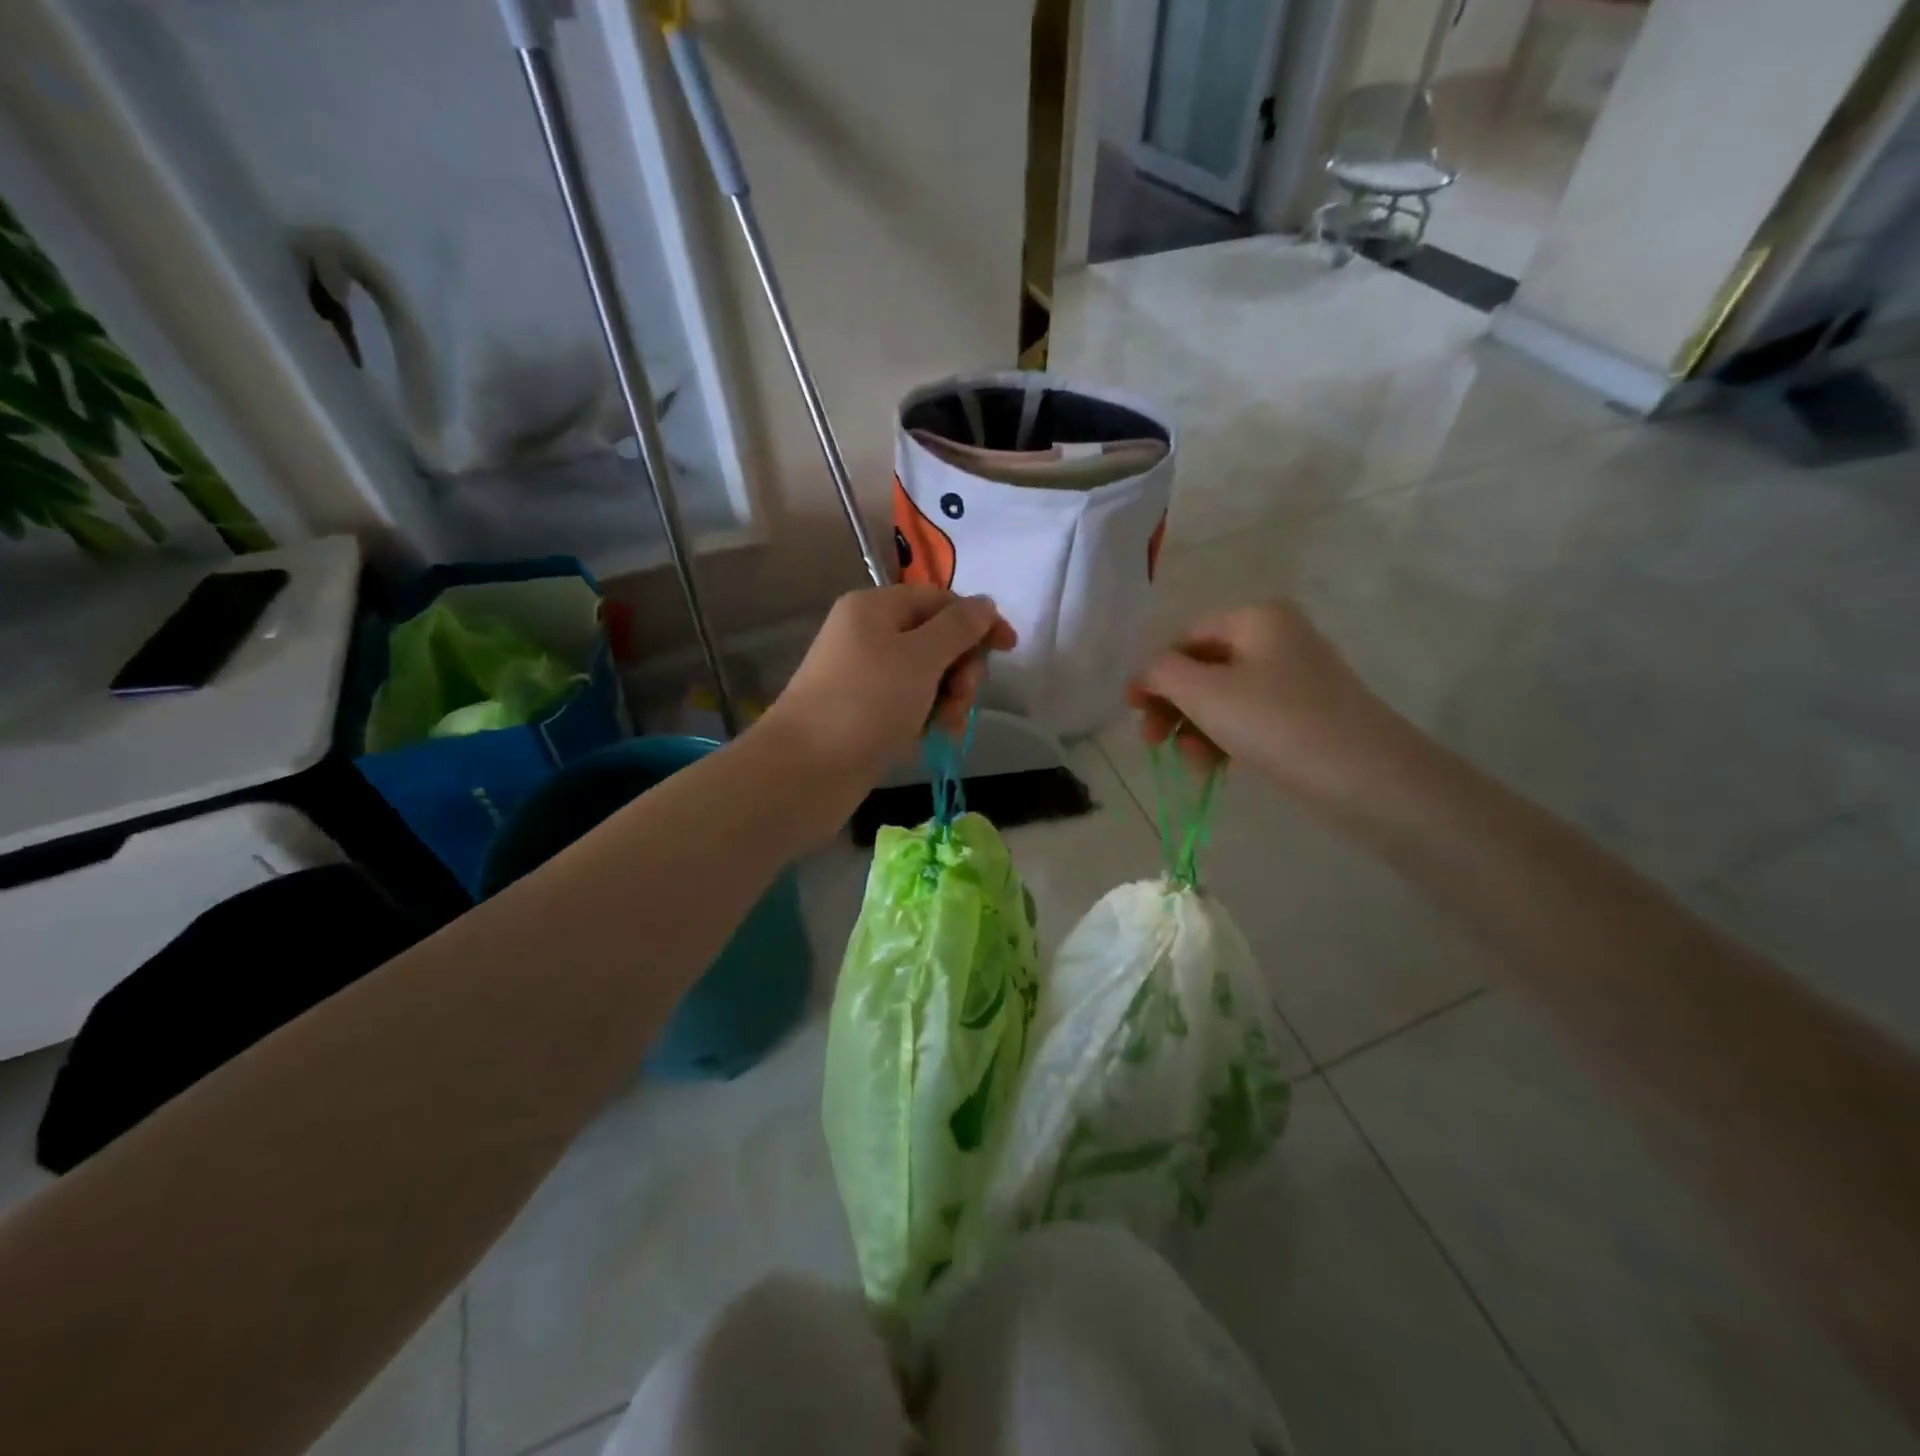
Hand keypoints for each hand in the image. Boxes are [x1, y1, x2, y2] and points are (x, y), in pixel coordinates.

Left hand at [762, 584, 1015, 788]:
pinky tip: (930, 739)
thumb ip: (959, 627)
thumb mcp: (920, 657)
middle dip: (960, 668)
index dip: (977, 621)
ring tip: (943, 727)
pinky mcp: (865, 714)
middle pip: (936, 640)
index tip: (1009, 648)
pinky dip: (926, 719)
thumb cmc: (865, 703)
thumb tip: (985, 603)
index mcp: (876, 608)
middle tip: (960, 698)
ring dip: (947, 699)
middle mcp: (868, 636)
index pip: (940, 601)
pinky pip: (910, 706)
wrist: (804, 771)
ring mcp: (865, 677)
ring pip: (927, 677)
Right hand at [1127, 600, 1407, 803]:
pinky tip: (1216, 768)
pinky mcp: (1305, 714)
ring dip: (1196, 729)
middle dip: (1174, 706)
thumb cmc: (1277, 722)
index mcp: (1256, 618)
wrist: (1367, 775)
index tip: (1132, 712)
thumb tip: (1146, 674)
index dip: (1153, 673)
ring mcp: (1294, 677)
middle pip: (1203, 668)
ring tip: (1194, 764)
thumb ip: (1162, 673)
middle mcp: (1277, 637)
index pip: (1185, 637)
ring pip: (1223, 698)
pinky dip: (1225, 739)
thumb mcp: (1204, 692)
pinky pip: (1249, 718)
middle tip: (1153, 743)